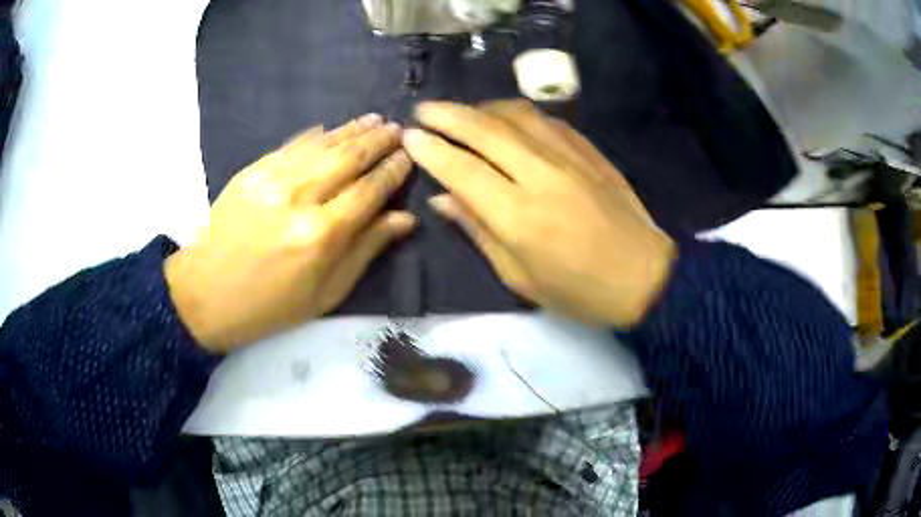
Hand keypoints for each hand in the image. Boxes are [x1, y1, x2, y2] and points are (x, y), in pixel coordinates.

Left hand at [165, 115, 413, 352]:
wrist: (205, 293)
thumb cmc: (270, 305)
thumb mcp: (325, 294)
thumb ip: (366, 250)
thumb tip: (404, 218)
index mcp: (321, 235)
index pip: (370, 190)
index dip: (393, 171)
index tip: (409, 156)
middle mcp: (300, 198)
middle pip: (349, 158)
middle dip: (378, 141)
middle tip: (398, 130)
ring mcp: (273, 179)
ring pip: (324, 144)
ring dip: (353, 130)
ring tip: (375, 120)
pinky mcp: (252, 171)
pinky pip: (293, 145)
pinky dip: (317, 135)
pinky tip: (333, 128)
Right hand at [403, 100, 675, 326]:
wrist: (645, 277)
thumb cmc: (579, 291)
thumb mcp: (520, 277)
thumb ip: (478, 231)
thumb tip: (442, 198)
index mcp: (519, 216)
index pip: (461, 169)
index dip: (431, 150)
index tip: (410, 137)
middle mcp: (541, 175)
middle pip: (484, 130)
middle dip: (447, 115)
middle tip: (423, 109)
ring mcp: (569, 157)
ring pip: (515, 115)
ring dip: (481, 108)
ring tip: (461, 112)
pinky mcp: (589, 150)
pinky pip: (544, 120)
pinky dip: (516, 114)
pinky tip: (506, 119)